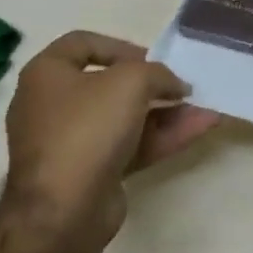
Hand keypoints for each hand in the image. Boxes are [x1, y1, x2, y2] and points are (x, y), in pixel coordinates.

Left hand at [1, 31, 219, 252]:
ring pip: (127, 119)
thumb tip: (175, 85)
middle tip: (182, 86)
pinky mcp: (92, 172)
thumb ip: (158, 73)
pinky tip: (200, 128)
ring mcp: (73, 142)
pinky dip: (164, 136)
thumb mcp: (130, 82)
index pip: (83, 43)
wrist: (63, 209)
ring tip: (205, 108)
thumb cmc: (87, 128)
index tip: (153, 58)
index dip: (121, 45)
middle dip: (153, 85)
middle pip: (110, 85)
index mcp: (47, 75)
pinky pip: (133, 145)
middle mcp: (54, 105)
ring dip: (167, 112)